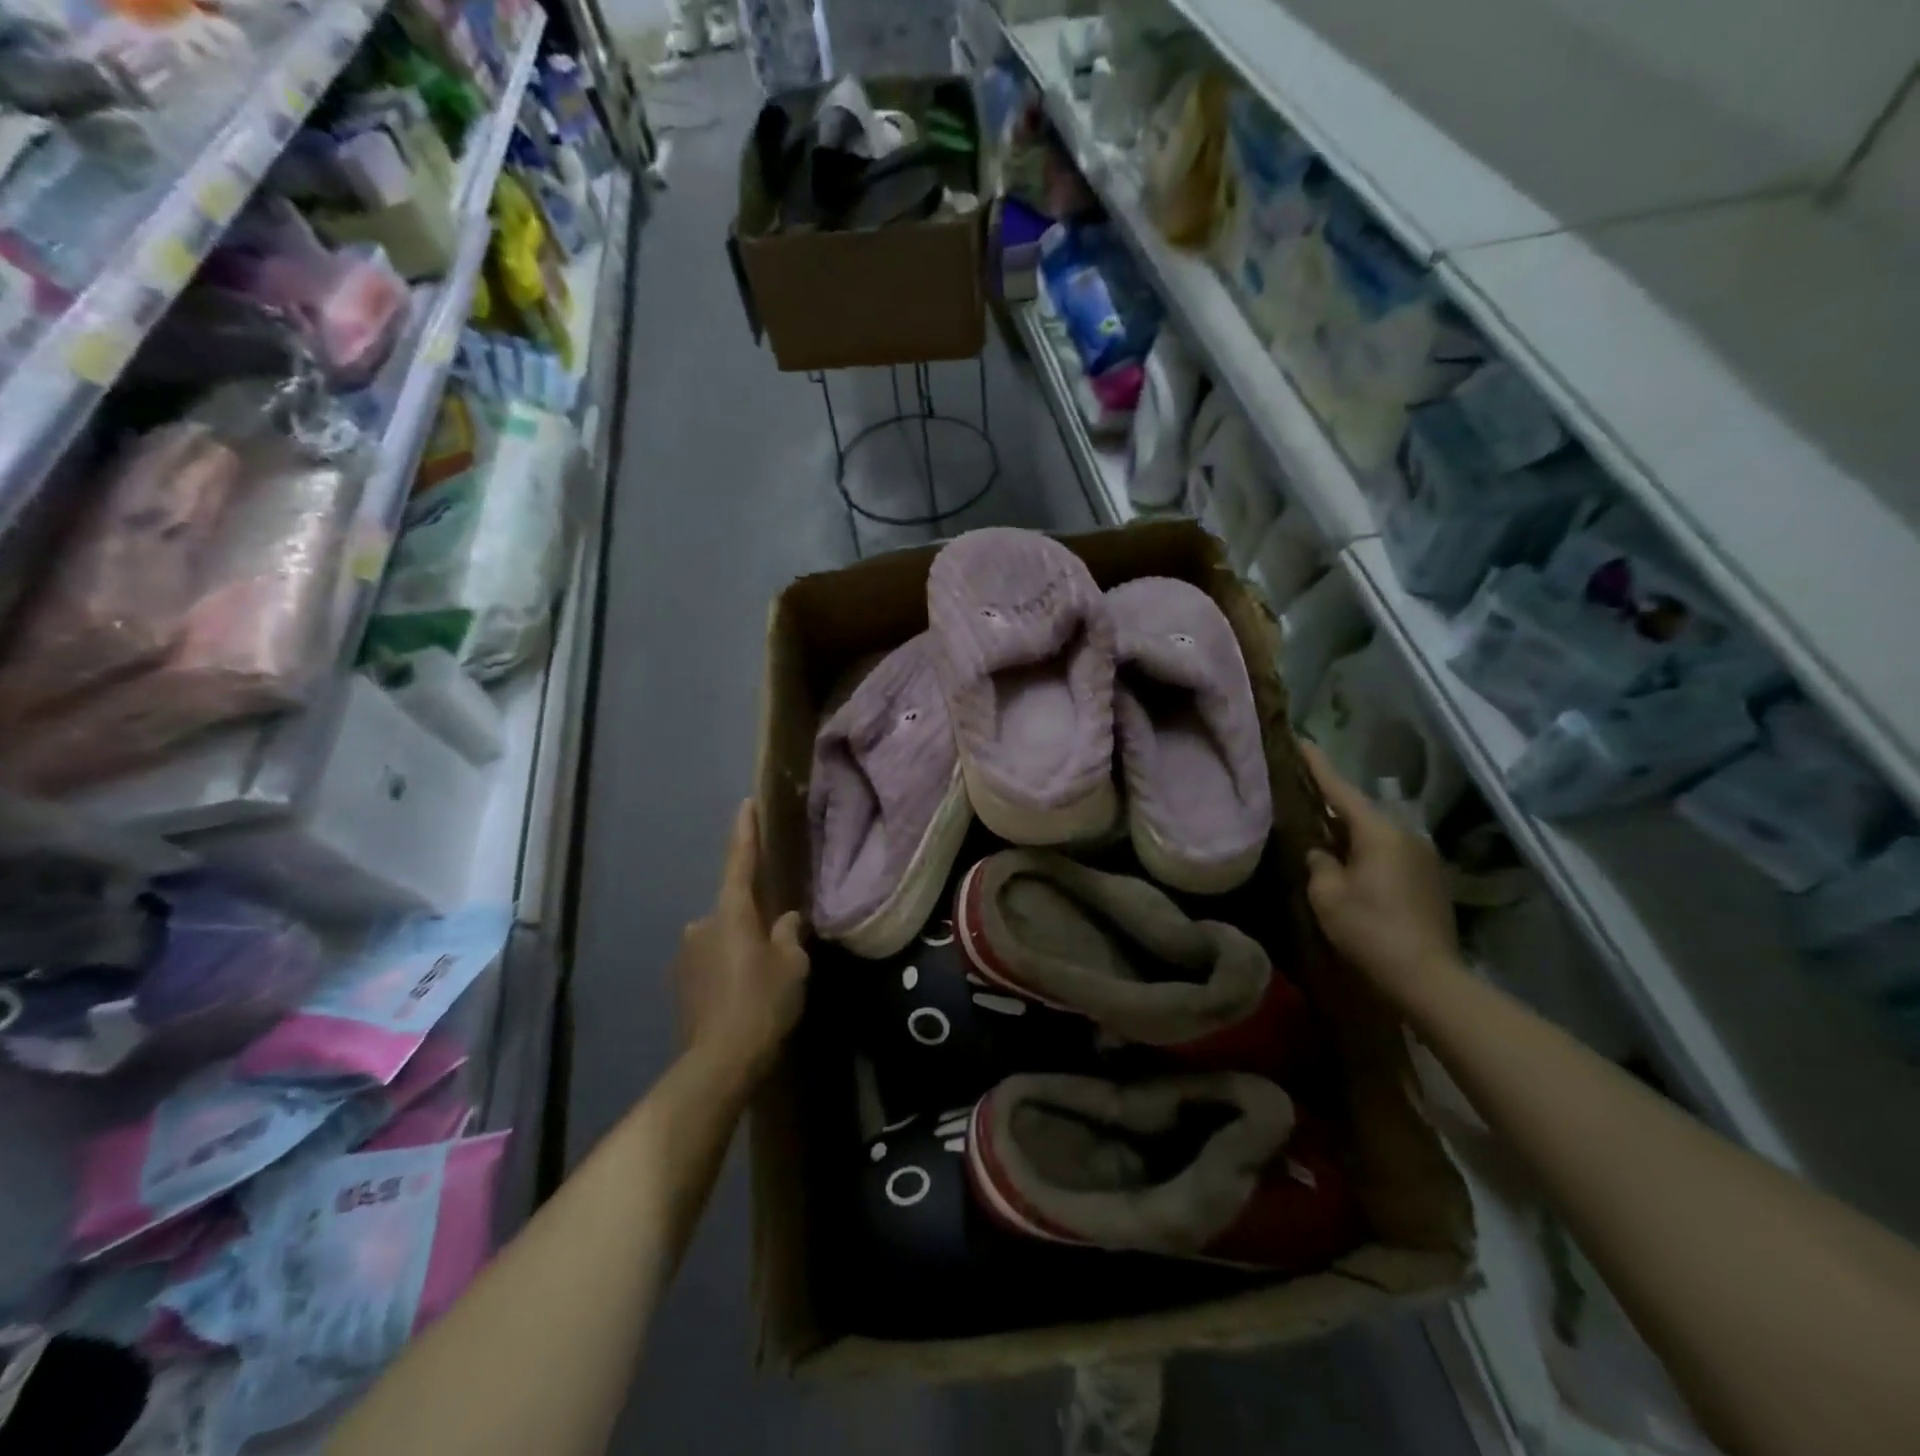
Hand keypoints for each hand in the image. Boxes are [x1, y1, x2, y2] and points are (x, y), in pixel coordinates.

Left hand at [674, 801, 808, 1083]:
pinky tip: (745, 990)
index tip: (746, 804)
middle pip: (733, 907)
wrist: (719, 1062)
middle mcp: (702, 925)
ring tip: (764, 972)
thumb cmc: (762, 1003)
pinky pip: (712, 960)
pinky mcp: (681, 982)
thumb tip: (787, 920)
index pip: (740, 862)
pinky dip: (728, 965)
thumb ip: (789, 936)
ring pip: (722, 936)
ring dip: (740, 943)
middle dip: (753, 915)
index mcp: (731, 913)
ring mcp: (687, 954)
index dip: (745, 832)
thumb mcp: (791, 966)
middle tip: (778, 936)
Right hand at [1300, 743, 1461, 1000]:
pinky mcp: (1428, 880)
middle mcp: (1405, 835)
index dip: (1317, 765)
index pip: (1340, 789)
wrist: (1427, 978)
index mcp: (1379, 831)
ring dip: (1348, 831)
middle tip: (1301, 793)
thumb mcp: (1327, 894)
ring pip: (1374, 833)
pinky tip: (1347, 862)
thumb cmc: (1369, 929)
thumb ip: (1318, 863)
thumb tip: (1320, 852)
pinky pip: (1387, 852)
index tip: (1300, 739)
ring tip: (1319, 830)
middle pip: (1359, 810)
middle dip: (1330, 802)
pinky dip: (1364, 851)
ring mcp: (1422, 857)